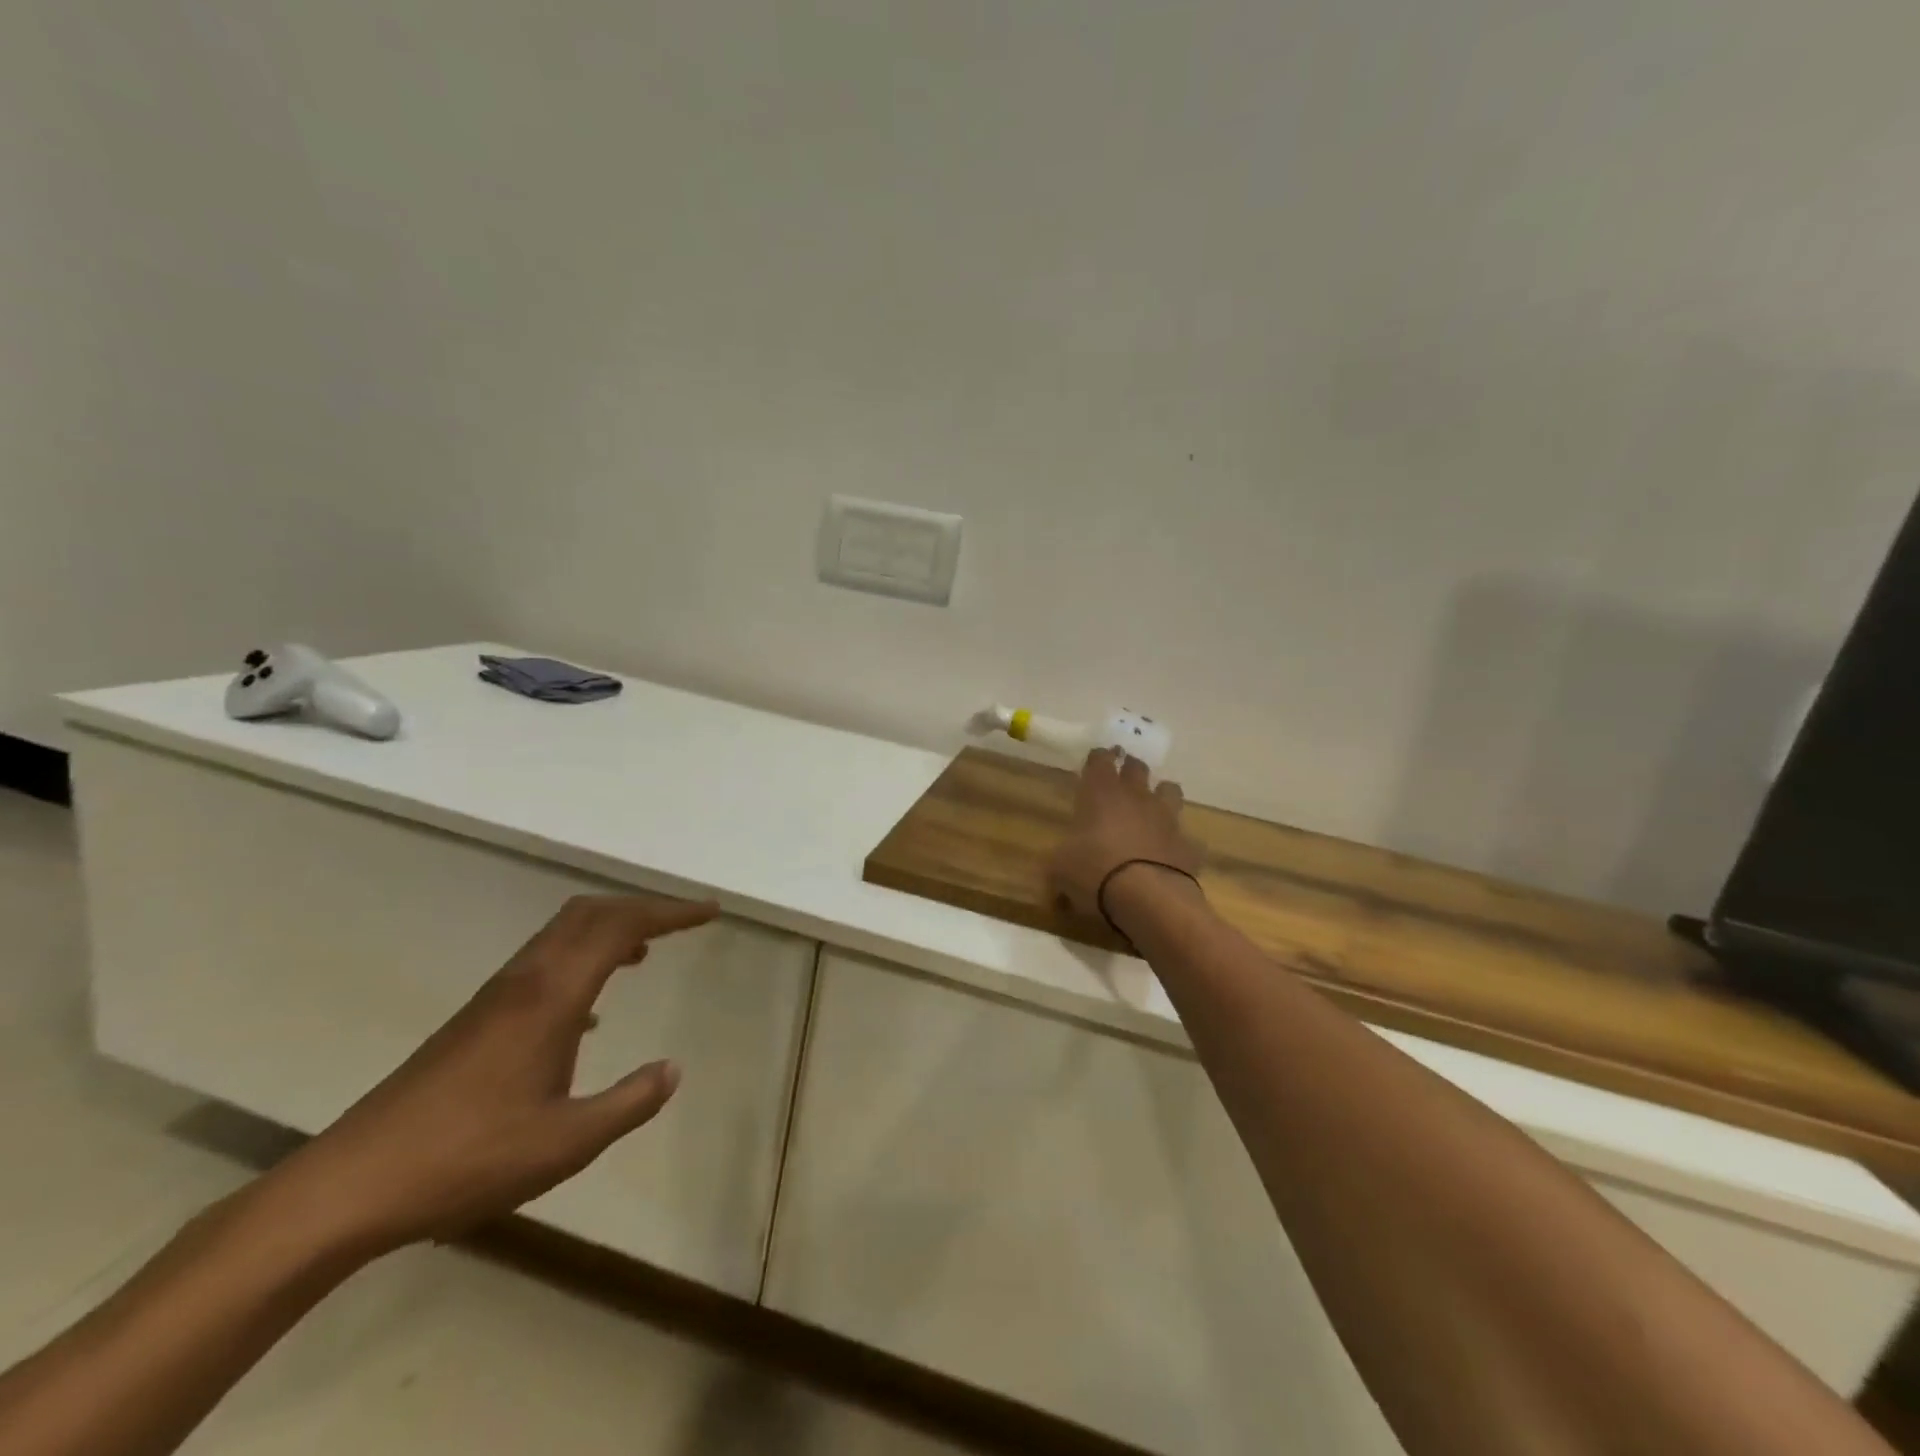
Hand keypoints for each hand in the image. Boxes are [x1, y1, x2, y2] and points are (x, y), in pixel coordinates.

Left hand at [268, 893, 719, 1257]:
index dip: (670, 912)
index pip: (621, 927)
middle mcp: (525, 981)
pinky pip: (544, 963)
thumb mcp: (566, 1143)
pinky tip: (591, 1013)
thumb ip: (630, 1103)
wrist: (352, 1186)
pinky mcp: (477, 1019)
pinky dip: (582, 960)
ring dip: (610, 929)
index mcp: (552, 997)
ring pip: (562, 934)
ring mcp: (497, 997)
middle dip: (642, 907)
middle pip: (590, 913)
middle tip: (684, 921)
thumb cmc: (467, 1160)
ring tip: (647, 951)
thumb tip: (673, 1070)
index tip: (709, 911)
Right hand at [1049, 748, 1203, 928]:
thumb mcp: (1058, 869)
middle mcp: (1136, 797)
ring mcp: (1166, 818)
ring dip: (1160, 795)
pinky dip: (1175, 842)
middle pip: (1137, 767)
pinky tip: (1167, 854)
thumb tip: (1056, 869)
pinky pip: (1184, 836)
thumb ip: (1058, 860)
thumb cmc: (1094, 872)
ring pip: (1169, 790)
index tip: (1095, 762)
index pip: (1100, 759)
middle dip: (1129, 769)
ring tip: (1150, 810)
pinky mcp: (1187, 844)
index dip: (1098, 759)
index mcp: (1101, 793)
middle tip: (1122, 778)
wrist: (1148, 898)